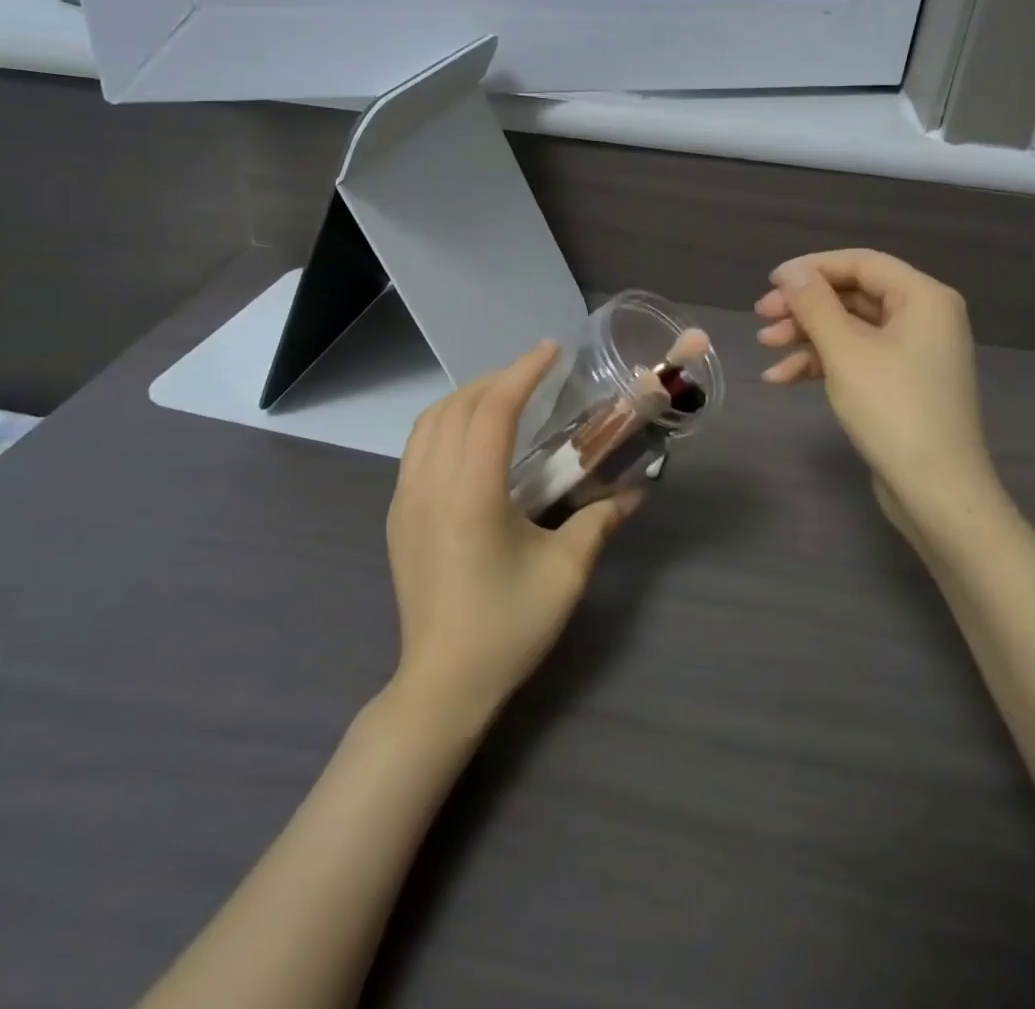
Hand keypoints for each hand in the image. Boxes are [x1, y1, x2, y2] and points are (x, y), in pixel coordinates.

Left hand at [386, 341, 637, 723]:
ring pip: (429, 423)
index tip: (551, 350)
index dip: (523, 373)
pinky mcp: (397, 516)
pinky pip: (417, 447)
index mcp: (470, 494)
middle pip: (457, 407)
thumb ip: (600, 520)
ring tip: (506, 395)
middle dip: (498, 379)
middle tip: (537, 373)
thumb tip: (637, 490)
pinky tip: (473, 436)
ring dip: (468, 397)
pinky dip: (446, 422)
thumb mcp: (565, 572)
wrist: (442, 684)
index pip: (493, 411)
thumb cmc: (507, 627)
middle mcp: (429, 485)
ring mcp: (405, 500)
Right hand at [755, 250, 994, 531]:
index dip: (813, 268)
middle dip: (804, 307)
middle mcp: (923, 317)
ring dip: (806, 336)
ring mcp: (912, 353)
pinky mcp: (900, 383)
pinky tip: (781, 379)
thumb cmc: (892, 409)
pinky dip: (820, 364)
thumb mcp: (846, 351)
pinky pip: (856, 358)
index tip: (770, 282)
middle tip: (761, 316)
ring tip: (765, 347)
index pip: (862, 263)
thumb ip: (815, 305)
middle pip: (853, 295)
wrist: (936, 490)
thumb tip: (792, 272)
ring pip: (850, 328)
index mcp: (923, 298)